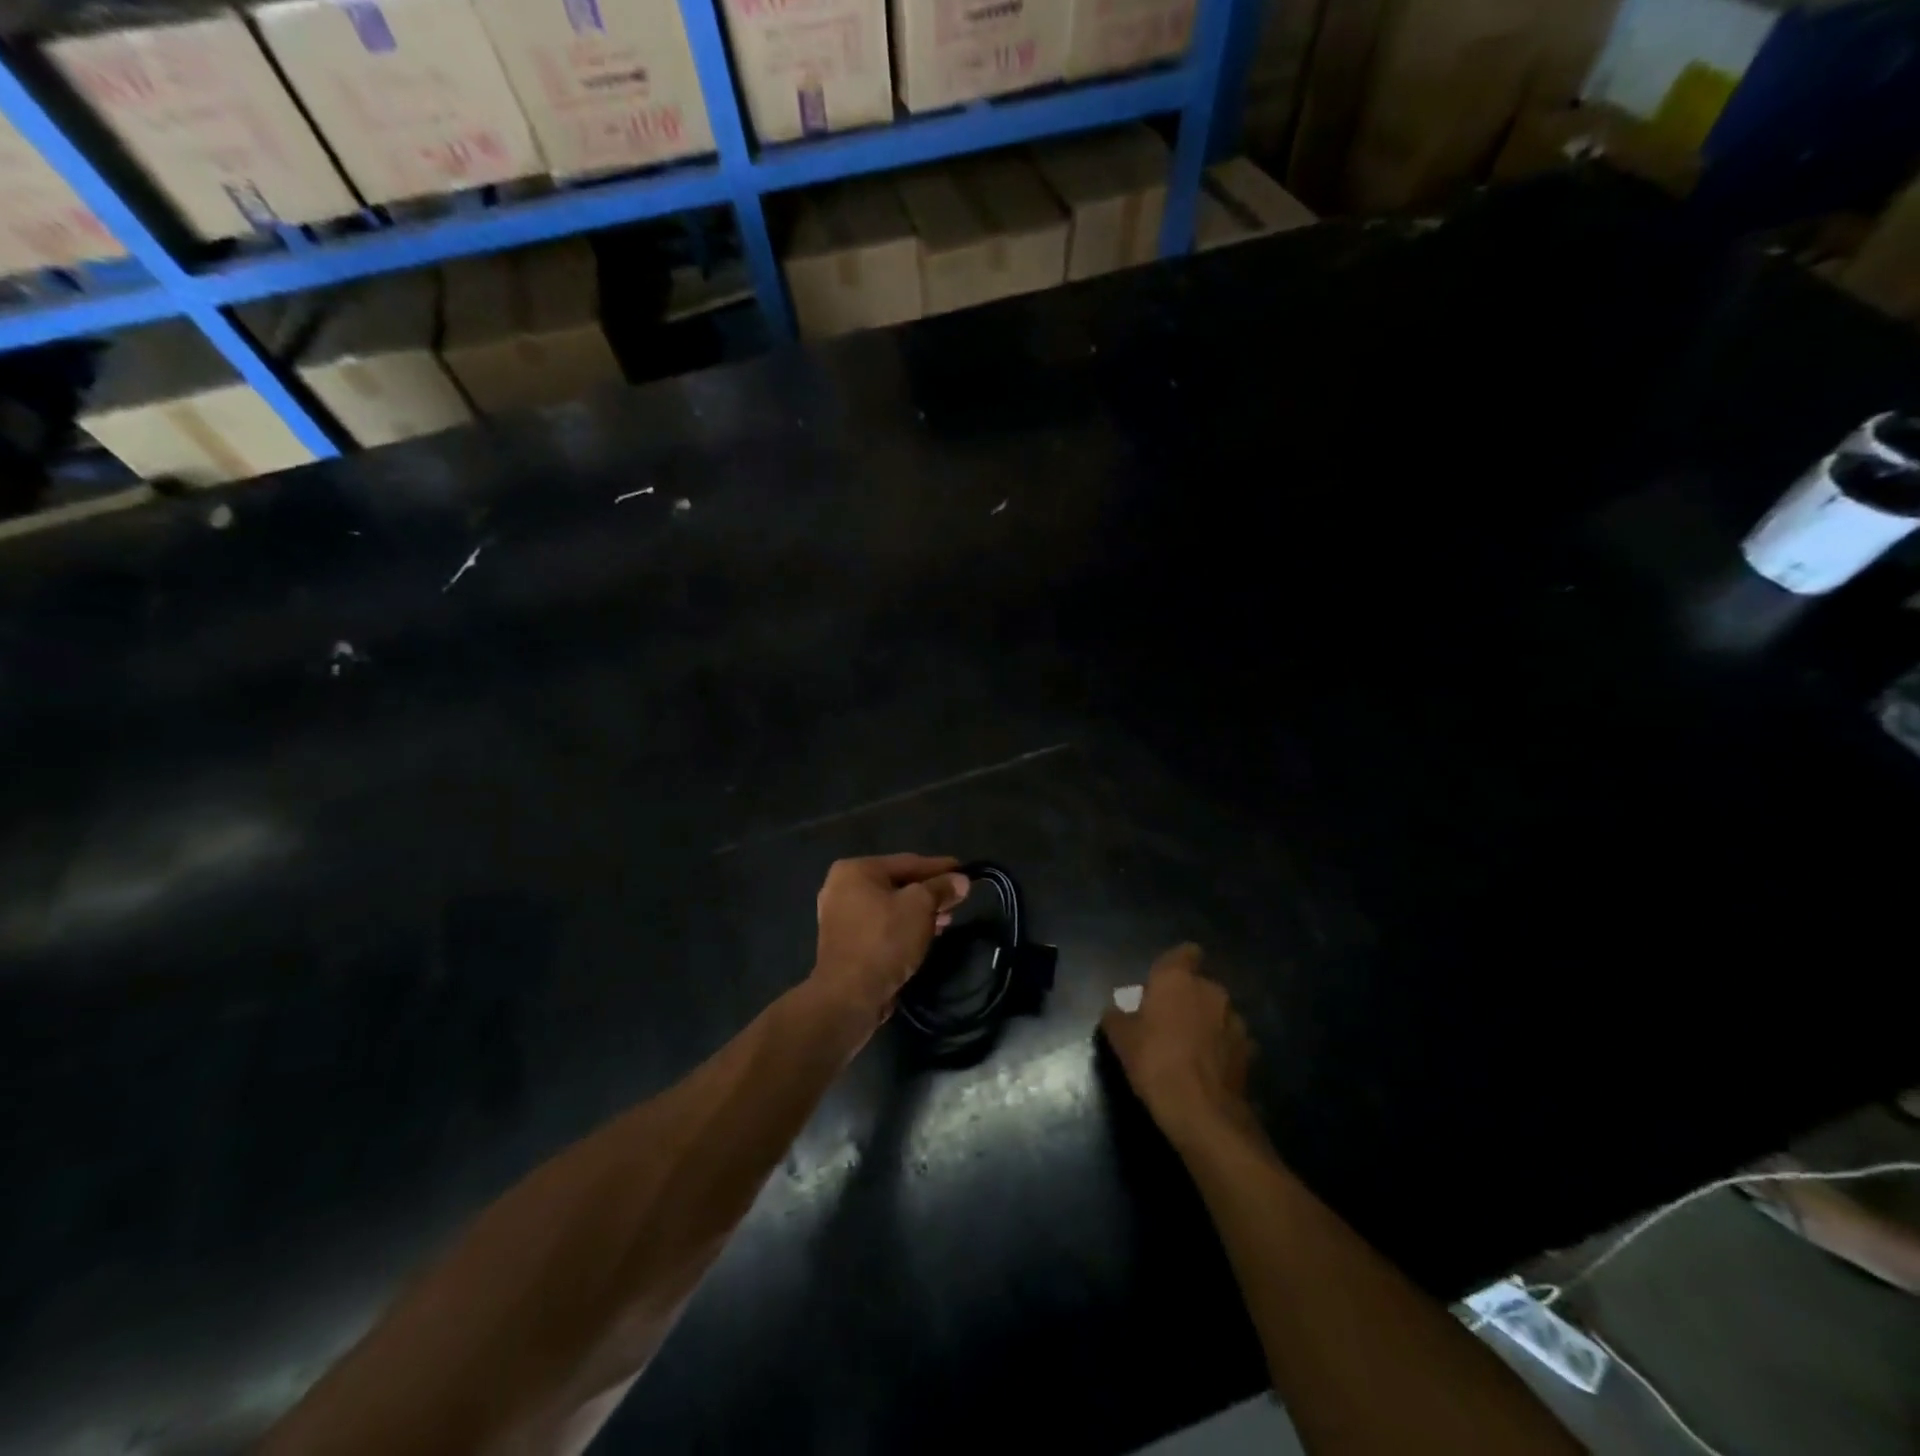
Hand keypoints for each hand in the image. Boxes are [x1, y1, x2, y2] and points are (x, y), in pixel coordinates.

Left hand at [810, 854, 969, 1025]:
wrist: (849, 995)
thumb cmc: (884, 940)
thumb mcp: (920, 906)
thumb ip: (941, 888)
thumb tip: (961, 880)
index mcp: (856, 870)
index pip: (908, 862)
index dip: (940, 867)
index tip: (966, 871)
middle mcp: (842, 887)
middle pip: (898, 883)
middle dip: (930, 892)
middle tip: (958, 899)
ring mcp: (841, 916)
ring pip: (890, 906)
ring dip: (919, 911)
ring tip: (947, 920)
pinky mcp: (845, 942)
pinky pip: (881, 925)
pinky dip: (903, 926)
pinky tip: (925, 934)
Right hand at [1101, 944, 1256, 1137]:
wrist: (1202, 1111)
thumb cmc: (1155, 1061)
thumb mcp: (1121, 1039)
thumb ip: (1117, 1017)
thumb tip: (1116, 1011)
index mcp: (1177, 979)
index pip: (1186, 952)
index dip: (1177, 964)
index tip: (1163, 983)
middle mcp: (1211, 990)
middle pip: (1200, 985)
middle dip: (1188, 998)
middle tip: (1168, 1022)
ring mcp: (1235, 1020)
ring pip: (1218, 1013)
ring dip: (1207, 1023)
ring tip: (1190, 1049)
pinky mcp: (1250, 1050)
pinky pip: (1230, 1040)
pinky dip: (1221, 1049)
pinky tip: (1207, 1069)